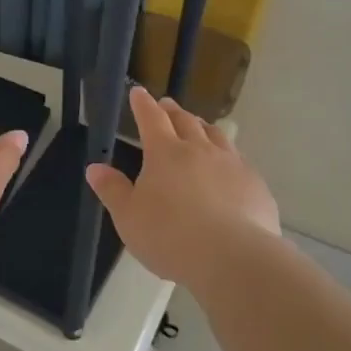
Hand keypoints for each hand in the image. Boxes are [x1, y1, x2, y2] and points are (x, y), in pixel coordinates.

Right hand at [85, 86, 279, 283]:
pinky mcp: (255, 184)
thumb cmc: (170, 236)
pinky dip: (228, 155)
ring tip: (199, 125)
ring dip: (203, 126)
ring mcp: (231, 164)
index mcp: (165, 153)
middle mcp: (200, 150)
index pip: (151, 119)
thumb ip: (112, 190)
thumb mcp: (129, 217)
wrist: (232, 258)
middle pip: (186, 121)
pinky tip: (229, 166)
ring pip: (216, 135)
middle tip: (167, 105)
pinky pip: (239, 160)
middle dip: (173, 111)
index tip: (138, 92)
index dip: (142, 104)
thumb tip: (95, 167)